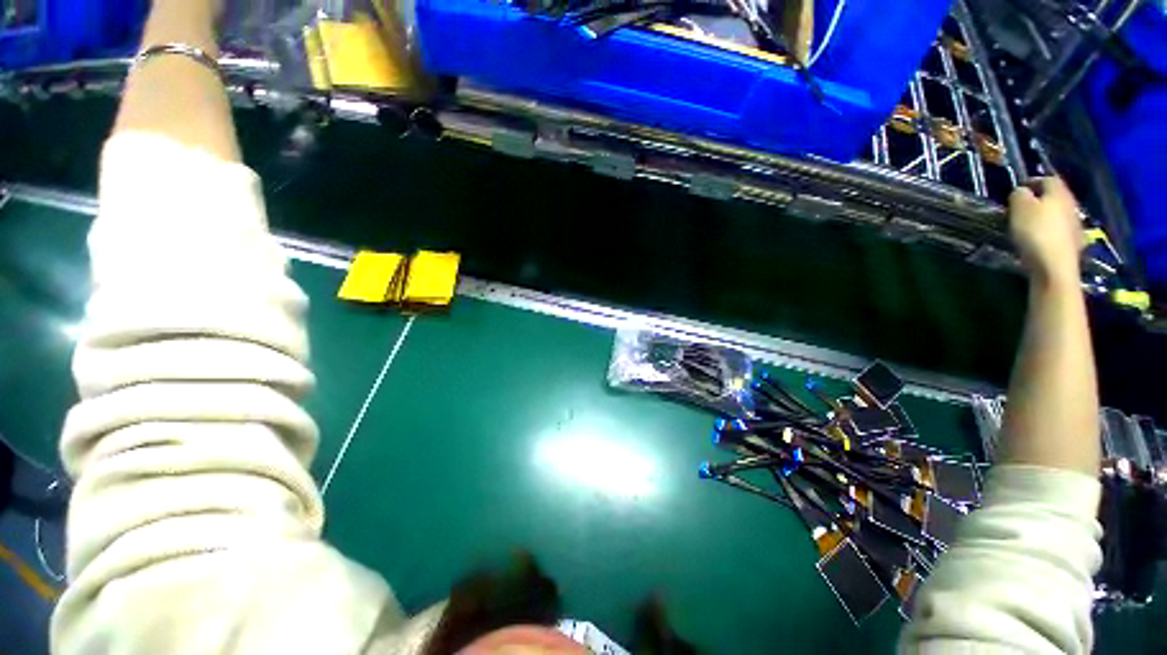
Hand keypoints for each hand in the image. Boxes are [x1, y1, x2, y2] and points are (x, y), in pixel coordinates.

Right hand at [1008, 177, 1082, 287]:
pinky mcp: (1074, 243)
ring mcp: (1075, 225)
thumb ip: (1019, 195)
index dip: (1033, 181)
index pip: (1048, 179)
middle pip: (1056, 197)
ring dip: (1047, 216)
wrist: (1055, 265)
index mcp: (1059, 192)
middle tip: (1023, 207)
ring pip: (1059, 214)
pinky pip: (1061, 231)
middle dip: (1041, 199)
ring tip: (1031, 224)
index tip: (1018, 189)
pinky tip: (1042, 239)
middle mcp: (1071, 204)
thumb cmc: (1035, 232)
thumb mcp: (1019, 209)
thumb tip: (1021, 192)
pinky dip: (1052, 231)